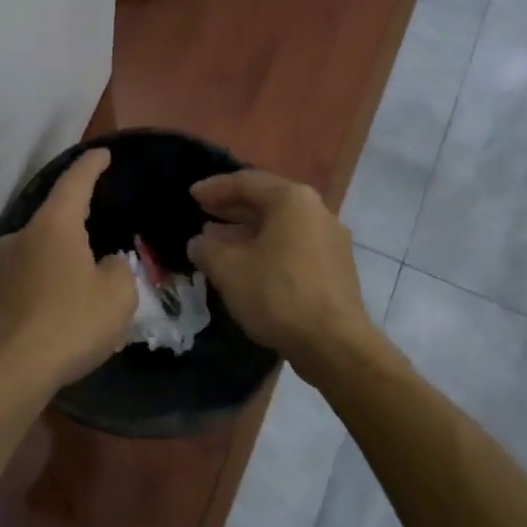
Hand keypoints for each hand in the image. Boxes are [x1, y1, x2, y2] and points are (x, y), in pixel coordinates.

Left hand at [0, 149, 137, 393]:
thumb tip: (105, 264)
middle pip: (56, 215)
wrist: (14, 368)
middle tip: (102, 223)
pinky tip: (67, 299)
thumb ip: (118, 268)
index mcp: (54, 224)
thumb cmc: (72, 321)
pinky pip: (32, 273)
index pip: (75, 181)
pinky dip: (51, 278)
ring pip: (42, 247)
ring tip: (87, 271)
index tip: (102, 154)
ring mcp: (4, 264)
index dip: (92, 166)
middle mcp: (23, 234)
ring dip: (64, 254)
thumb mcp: (118, 293)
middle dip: (79, 219)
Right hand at [186, 169, 376, 375]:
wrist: (333, 344)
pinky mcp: (335, 268)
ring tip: (217, 241)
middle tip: (203, 213)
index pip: (246, 182)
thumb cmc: (277, 295)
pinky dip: (267, 248)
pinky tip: (247, 265)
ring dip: (247, 231)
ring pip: (280, 226)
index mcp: (292, 200)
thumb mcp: (229, 269)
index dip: (214, 188)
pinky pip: (293, 246)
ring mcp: (330, 240)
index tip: (191, 195)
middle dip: (232, 208)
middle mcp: (317, 211)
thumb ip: (207, 249)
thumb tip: (199, 242)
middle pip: (267, 201)